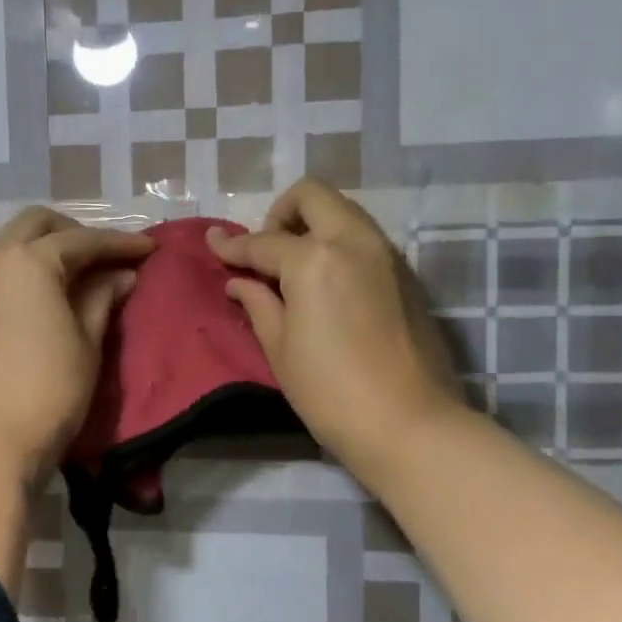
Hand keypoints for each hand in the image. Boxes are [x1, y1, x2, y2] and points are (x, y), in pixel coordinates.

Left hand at [0, 207, 154, 484]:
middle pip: (37, 224)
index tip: (149, 248)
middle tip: (105, 256)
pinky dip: (21, 269)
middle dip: (75, 233)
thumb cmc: (50, 390)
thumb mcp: (87, 342)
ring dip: (43, 247)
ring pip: (10, 243)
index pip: (82, 240)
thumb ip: (102, 298)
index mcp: (28, 260)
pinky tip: (42, 295)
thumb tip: (121, 275)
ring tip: (76, 274)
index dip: (119, 243)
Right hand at [208, 179, 464, 484]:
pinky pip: (364, 239)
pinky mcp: (406, 275)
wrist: (409, 424)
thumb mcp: (280, 349)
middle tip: (266, 252)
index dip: (233, 246)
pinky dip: (339, 245)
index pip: (263, 242)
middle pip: (312, 197)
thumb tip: (238, 281)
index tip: (213, 243)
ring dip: (313, 225)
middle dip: (280, 213)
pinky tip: (327, 285)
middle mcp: (353, 241)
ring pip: (343, 212)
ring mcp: (386, 254)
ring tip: (294, 268)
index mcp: (314, 259)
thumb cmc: (330, 392)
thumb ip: (258, 303)